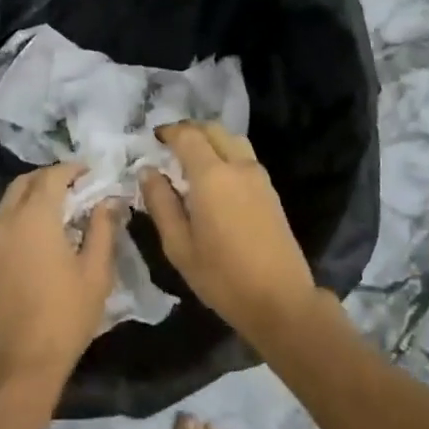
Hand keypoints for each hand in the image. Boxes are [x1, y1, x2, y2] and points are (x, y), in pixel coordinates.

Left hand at [0, 164, 118, 392]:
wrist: (15, 367)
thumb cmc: (63, 317)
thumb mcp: (95, 273)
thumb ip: (102, 229)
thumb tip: (108, 201)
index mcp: (34, 217)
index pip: (52, 176)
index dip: (73, 169)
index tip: (92, 173)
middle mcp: (6, 220)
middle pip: (25, 182)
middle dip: (50, 177)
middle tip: (77, 186)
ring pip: (10, 201)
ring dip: (34, 195)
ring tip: (63, 209)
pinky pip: (3, 222)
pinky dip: (22, 214)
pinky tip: (43, 234)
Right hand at [139, 123, 317, 342]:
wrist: (280, 299)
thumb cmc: (222, 276)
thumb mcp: (179, 246)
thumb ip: (161, 203)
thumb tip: (148, 171)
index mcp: (212, 175)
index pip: (188, 136)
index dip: (169, 131)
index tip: (154, 138)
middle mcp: (237, 166)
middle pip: (213, 129)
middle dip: (189, 130)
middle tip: (169, 145)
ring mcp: (258, 175)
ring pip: (232, 139)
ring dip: (210, 139)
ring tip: (191, 158)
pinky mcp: (270, 189)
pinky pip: (244, 156)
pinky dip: (225, 152)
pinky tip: (215, 176)